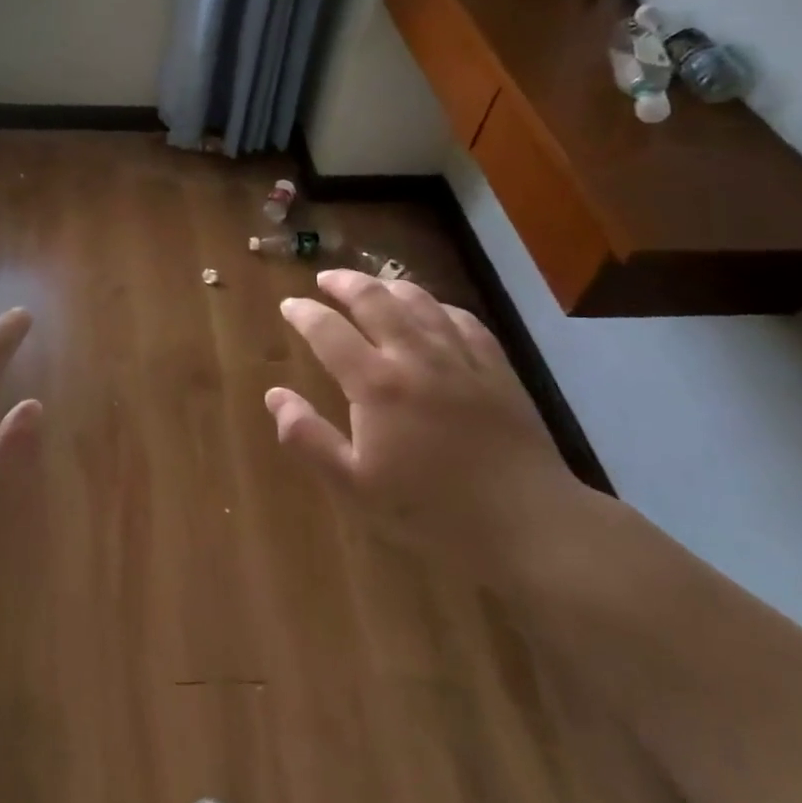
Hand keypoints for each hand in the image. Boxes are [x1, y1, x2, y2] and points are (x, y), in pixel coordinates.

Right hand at [268, 270, 581, 576]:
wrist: (528, 523)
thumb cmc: (431, 511)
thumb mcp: (354, 487)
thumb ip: (308, 438)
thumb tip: (273, 396)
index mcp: (376, 383)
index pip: (328, 330)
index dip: (303, 313)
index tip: (288, 305)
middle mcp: (415, 355)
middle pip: (374, 299)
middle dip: (343, 282)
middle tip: (325, 279)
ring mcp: (459, 356)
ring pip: (419, 299)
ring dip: (387, 285)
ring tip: (371, 285)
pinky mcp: (495, 367)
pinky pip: (462, 318)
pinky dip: (437, 305)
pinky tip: (431, 310)